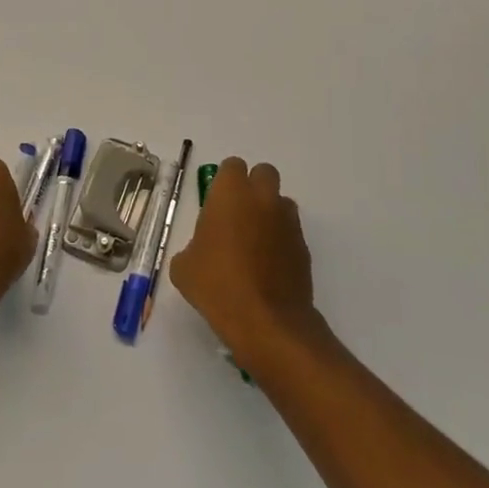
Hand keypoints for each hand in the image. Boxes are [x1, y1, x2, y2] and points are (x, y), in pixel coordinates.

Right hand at [169, 158, 321, 365]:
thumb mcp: (184, 267)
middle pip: (264, 173)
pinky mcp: (304, 247)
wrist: (266, 321)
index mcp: (230, 194)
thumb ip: (192, 247)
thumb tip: (201, 251)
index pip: (232, 166)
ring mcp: (287, 222)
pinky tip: (268, 266)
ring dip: (270, 212)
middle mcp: (262, 198)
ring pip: (281, 201)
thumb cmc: (217, 286)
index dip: (224, 182)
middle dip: (253, 187)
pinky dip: (281, 240)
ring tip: (255, 242)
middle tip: (238, 214)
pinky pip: (291, 231)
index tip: (216, 204)